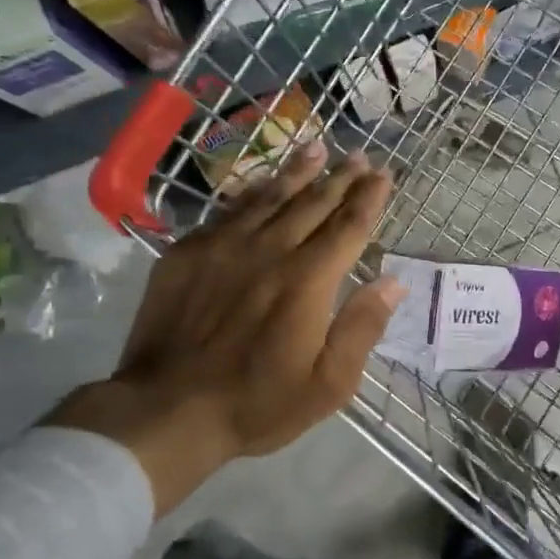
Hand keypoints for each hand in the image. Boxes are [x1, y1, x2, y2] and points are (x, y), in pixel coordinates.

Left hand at [48, 142, 403, 513]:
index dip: (369, 199)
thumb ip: (362, 328)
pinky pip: (229, 211)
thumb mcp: (328, 384)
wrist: (166, 409)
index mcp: (308, 281)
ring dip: (299, 172)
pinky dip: (253, 192)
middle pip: (313, 203)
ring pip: (271, 197)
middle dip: (341, 178)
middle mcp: (270, 250)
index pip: (348, 227)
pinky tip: (261, 182)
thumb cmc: (257, 402)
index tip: (384, 175)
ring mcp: (224, 247)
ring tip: (318, 148)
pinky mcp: (188, 252)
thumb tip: (393, 282)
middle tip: (360, 156)